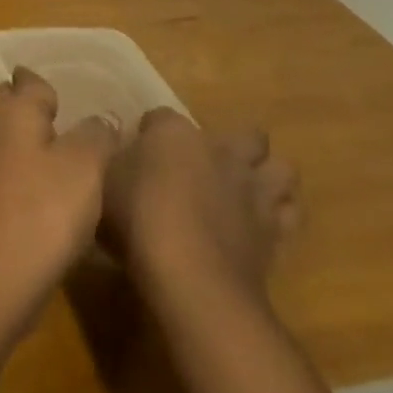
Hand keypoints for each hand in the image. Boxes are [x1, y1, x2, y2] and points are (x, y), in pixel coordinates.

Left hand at [0, 67, 118, 327]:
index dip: (46, 85)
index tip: (63, 93)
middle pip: (9, 107)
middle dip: (30, 108)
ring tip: (56, 155)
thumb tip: (101, 117)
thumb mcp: (86, 167)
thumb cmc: (44, 211)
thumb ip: (96, 135)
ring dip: (24, 142)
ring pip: (2, 140)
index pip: (29, 82)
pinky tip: (38, 193)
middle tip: (61, 118)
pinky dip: (18, 173)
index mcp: (13, 112)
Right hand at [102, 108, 299, 302]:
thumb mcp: (103, 182)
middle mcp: (221, 152)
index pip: (161, 116)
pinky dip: (279, 214)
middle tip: (208, 164)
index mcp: (174, 134)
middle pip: (246, 135)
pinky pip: (289, 213)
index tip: (139, 149)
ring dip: (268, 175)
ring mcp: (254, 190)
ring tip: (247, 189)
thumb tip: (118, 147)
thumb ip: (114, 159)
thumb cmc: (138, 219)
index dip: (151, 131)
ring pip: (283, 169)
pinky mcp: (276, 231)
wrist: (191, 276)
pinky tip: (259, 224)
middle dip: (234, 144)